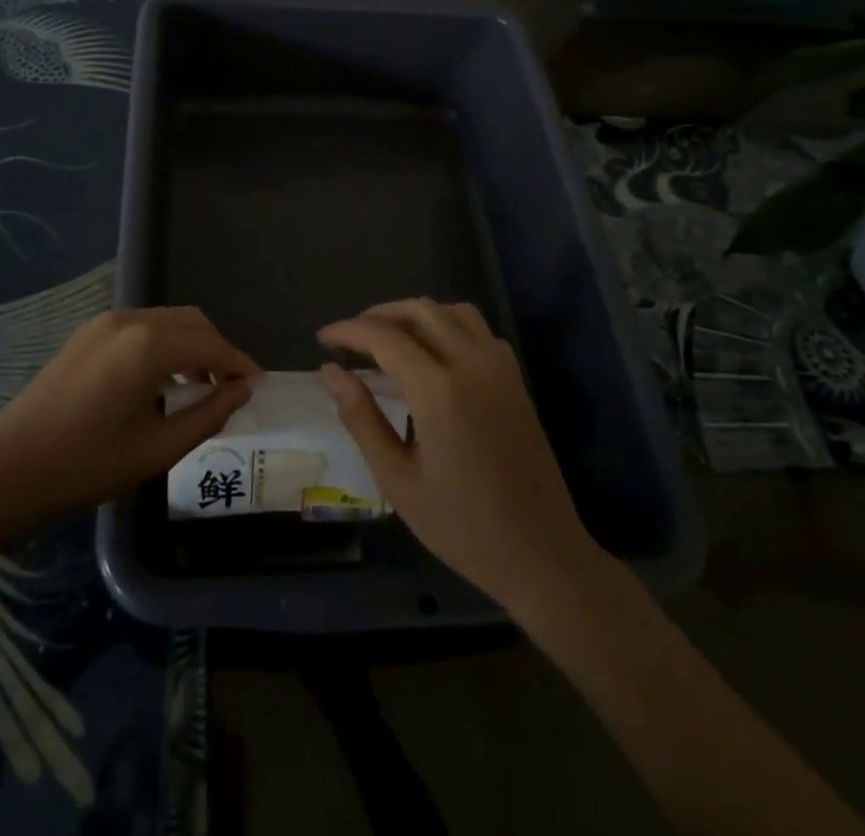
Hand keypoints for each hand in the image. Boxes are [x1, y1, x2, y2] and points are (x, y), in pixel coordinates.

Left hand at [0, 307, 258, 525]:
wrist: (8, 470)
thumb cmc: (87, 465)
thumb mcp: (158, 449)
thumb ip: (208, 415)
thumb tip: (242, 391)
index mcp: (148, 345)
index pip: (210, 345)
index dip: (239, 364)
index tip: (258, 385)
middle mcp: (129, 320)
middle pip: (191, 322)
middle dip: (217, 350)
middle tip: (231, 387)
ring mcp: (104, 323)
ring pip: (166, 321)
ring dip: (191, 346)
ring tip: (201, 387)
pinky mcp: (87, 333)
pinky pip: (141, 327)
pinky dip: (164, 344)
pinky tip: (163, 380)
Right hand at [318, 299, 601, 608]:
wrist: (542, 553)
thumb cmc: (462, 525)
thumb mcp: (397, 479)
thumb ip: (361, 418)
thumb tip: (330, 371)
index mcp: (438, 388)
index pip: (384, 336)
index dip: (348, 330)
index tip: (323, 338)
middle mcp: (471, 362)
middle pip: (418, 311)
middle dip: (378, 316)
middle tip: (350, 340)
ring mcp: (499, 366)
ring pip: (450, 311)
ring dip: (414, 315)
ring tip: (387, 341)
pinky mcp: (515, 378)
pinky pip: (477, 329)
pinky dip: (447, 325)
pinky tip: (432, 355)